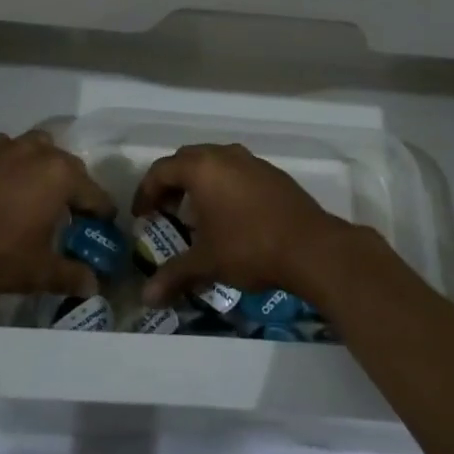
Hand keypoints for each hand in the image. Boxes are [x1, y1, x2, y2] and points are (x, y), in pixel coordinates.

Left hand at [0, 131, 113, 295]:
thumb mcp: (35, 271)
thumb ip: (68, 275)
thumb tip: (92, 285)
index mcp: (61, 175)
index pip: (95, 194)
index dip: (102, 215)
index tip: (102, 230)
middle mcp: (38, 151)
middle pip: (68, 166)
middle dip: (73, 188)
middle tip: (69, 216)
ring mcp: (5, 146)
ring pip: (35, 151)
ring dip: (41, 170)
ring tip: (33, 196)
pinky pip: (4, 155)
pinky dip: (9, 168)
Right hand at [132, 144, 350, 305]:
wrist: (311, 247)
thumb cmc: (250, 247)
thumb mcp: (207, 262)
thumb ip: (174, 275)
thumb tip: (146, 298)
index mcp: (202, 168)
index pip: (161, 170)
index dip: (146, 192)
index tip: (142, 216)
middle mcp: (224, 155)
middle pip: (186, 160)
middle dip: (171, 183)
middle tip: (165, 211)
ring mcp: (251, 161)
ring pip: (213, 161)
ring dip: (198, 182)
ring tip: (196, 213)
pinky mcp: (271, 173)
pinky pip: (236, 170)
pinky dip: (223, 184)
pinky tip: (229, 214)